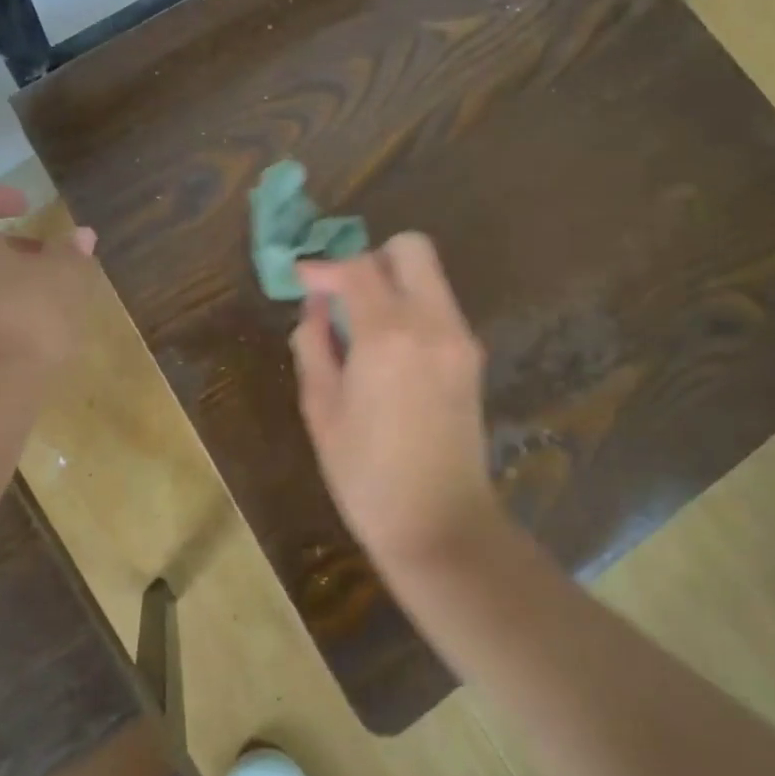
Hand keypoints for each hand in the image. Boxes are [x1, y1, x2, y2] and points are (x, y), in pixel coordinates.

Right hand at [290, 233, 501, 563]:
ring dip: (392, 283)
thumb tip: (315, 308)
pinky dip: (411, 308)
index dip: (324, 267)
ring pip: (428, 276)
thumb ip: (314, 345)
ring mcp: (460, 338)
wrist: (441, 526)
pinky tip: (387, 349)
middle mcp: (432, 323)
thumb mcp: (321, 409)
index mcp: (387, 336)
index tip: (302, 281)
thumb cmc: (366, 475)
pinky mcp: (472, 357)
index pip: (357, 268)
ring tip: (359, 326)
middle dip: (370, 259)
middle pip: (410, 249)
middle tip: (342, 294)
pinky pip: (439, 307)